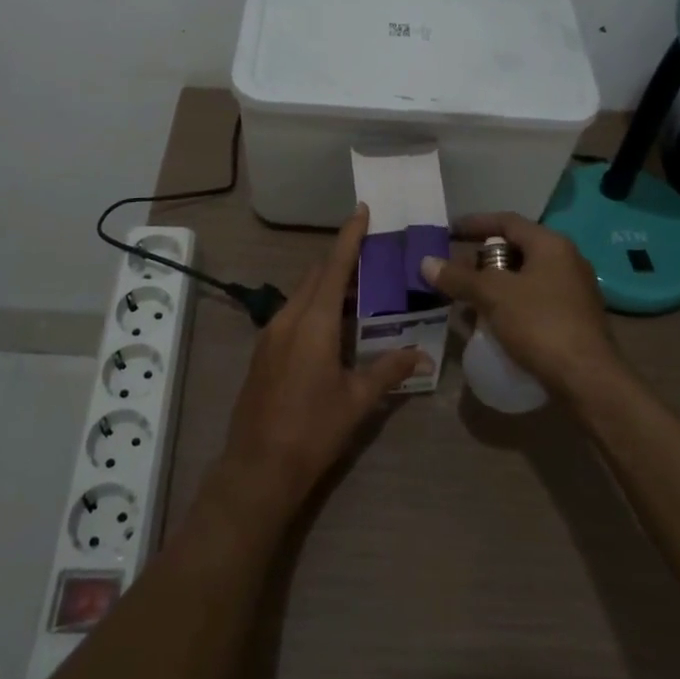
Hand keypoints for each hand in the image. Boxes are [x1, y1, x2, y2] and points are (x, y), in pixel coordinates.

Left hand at [214, 205, 422, 522]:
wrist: (258, 467)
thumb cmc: (313, 430)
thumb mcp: (357, 400)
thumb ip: (389, 370)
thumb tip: (421, 355)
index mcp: (313, 322)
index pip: (334, 266)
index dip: (348, 237)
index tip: (361, 210)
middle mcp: (288, 318)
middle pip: (316, 276)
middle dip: (341, 260)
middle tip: (371, 252)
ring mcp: (270, 333)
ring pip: (302, 294)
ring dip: (327, 285)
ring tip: (358, 287)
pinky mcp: (263, 350)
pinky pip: (292, 313)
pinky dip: (314, 306)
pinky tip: (332, 324)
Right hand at [421, 212, 621, 399]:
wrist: (588, 381)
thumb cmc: (541, 325)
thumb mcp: (493, 296)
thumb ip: (459, 278)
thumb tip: (426, 263)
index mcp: (551, 245)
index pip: (507, 221)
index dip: (475, 224)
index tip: (448, 232)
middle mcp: (566, 261)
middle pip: (517, 249)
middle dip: (483, 259)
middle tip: (456, 271)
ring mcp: (573, 291)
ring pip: (525, 278)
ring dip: (495, 285)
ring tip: (467, 299)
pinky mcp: (574, 320)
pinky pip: (534, 301)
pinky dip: (510, 305)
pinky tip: (492, 323)